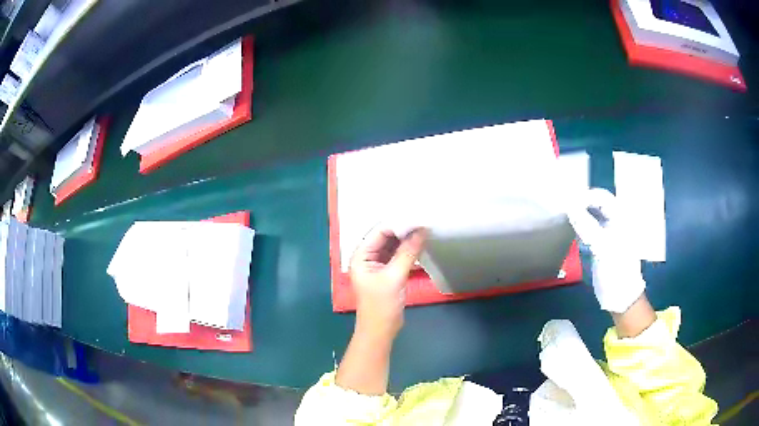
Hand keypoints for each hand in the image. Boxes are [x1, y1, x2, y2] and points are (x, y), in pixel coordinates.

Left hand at [349, 226, 427, 338]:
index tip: (417, 216)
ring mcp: (378, 265)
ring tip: (426, 229)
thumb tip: (422, 230)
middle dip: (404, 230)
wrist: (381, 331)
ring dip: (407, 240)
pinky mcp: (388, 273)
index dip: (397, 223)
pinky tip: (422, 245)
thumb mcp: (395, 276)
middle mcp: (368, 257)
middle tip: (425, 220)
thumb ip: (408, 252)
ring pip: (394, 246)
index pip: (379, 232)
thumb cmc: (381, 305)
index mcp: (361, 255)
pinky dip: (409, 251)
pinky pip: (398, 256)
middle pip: (386, 237)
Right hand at [567, 188, 645, 312]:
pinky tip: (571, 231)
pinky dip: (579, 226)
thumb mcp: (603, 247)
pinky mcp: (600, 244)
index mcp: (620, 218)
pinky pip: (588, 228)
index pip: (602, 197)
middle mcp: (615, 221)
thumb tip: (569, 207)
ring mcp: (608, 233)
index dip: (585, 197)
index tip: (568, 205)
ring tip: (565, 218)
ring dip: (579, 214)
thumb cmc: (617, 271)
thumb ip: (587, 226)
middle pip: (596, 204)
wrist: (620, 297)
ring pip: (591, 215)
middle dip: (580, 204)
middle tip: (564, 210)